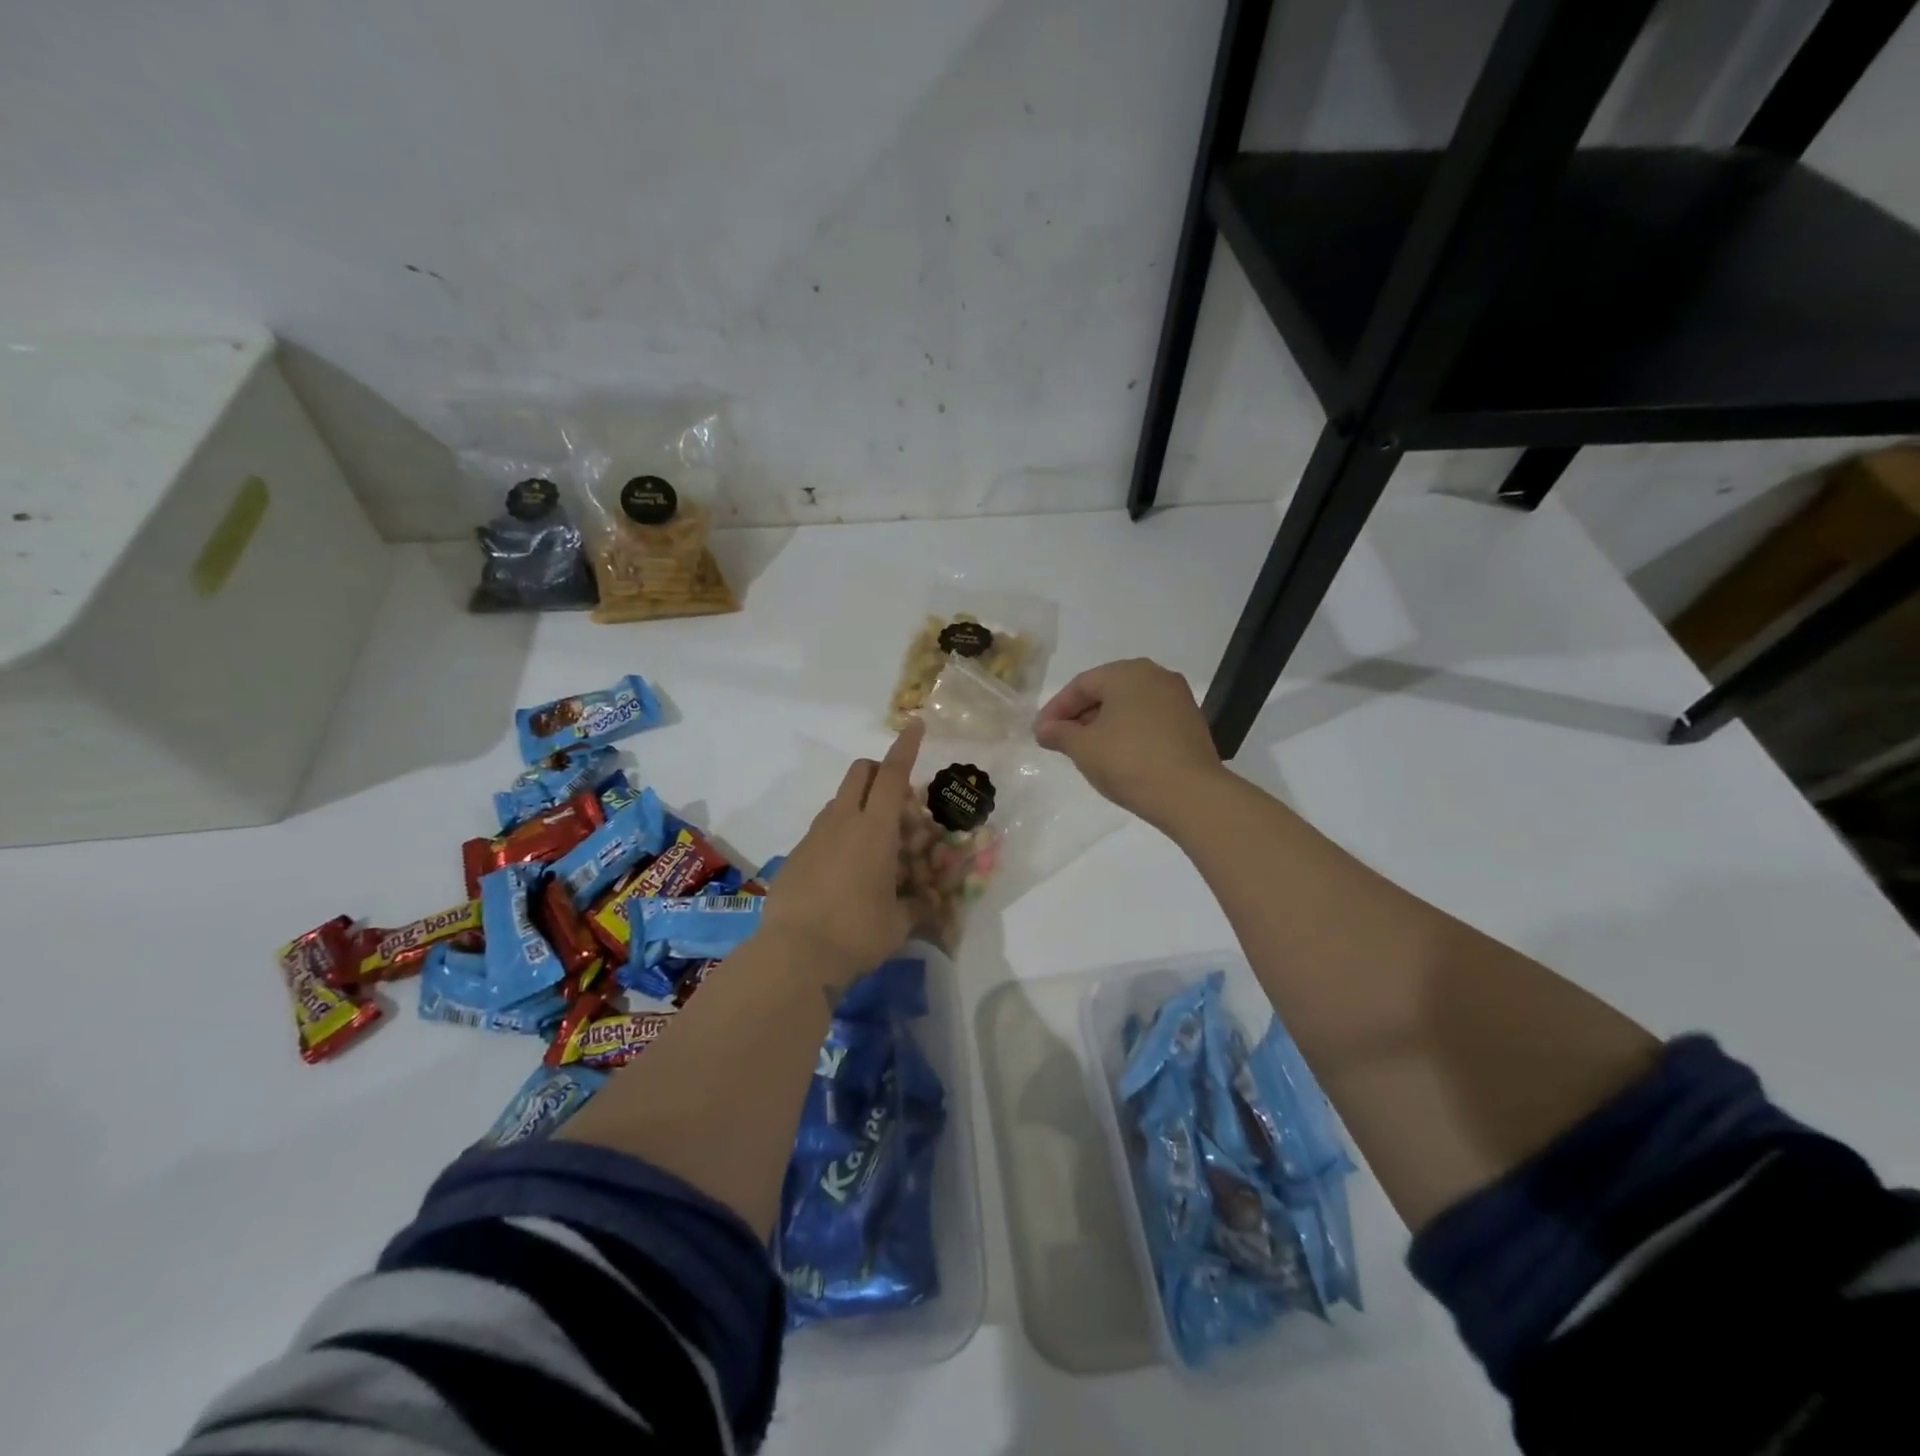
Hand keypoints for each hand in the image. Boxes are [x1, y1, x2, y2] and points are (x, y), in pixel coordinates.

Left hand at [760, 720, 924, 978]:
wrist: (794, 954)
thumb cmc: (857, 933)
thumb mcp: (899, 923)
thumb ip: (918, 905)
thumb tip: (930, 902)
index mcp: (875, 829)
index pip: (893, 774)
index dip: (906, 747)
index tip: (915, 724)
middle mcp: (843, 822)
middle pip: (860, 773)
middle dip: (880, 771)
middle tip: (899, 802)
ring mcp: (815, 836)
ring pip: (840, 800)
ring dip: (861, 805)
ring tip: (875, 846)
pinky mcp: (796, 854)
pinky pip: (824, 829)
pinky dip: (840, 833)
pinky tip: (846, 872)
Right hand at [1035, 658, 1224, 826]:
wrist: (1190, 794)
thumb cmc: (1128, 762)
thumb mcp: (1083, 748)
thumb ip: (1059, 733)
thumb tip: (1044, 729)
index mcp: (1127, 672)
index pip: (1081, 684)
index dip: (1056, 709)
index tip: (1040, 733)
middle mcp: (1155, 675)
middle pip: (1106, 690)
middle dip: (1080, 715)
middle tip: (1060, 740)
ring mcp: (1177, 698)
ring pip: (1128, 705)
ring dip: (1103, 724)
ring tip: (1086, 750)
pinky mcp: (1190, 722)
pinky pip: (1148, 719)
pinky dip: (1128, 731)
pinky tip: (1117, 754)